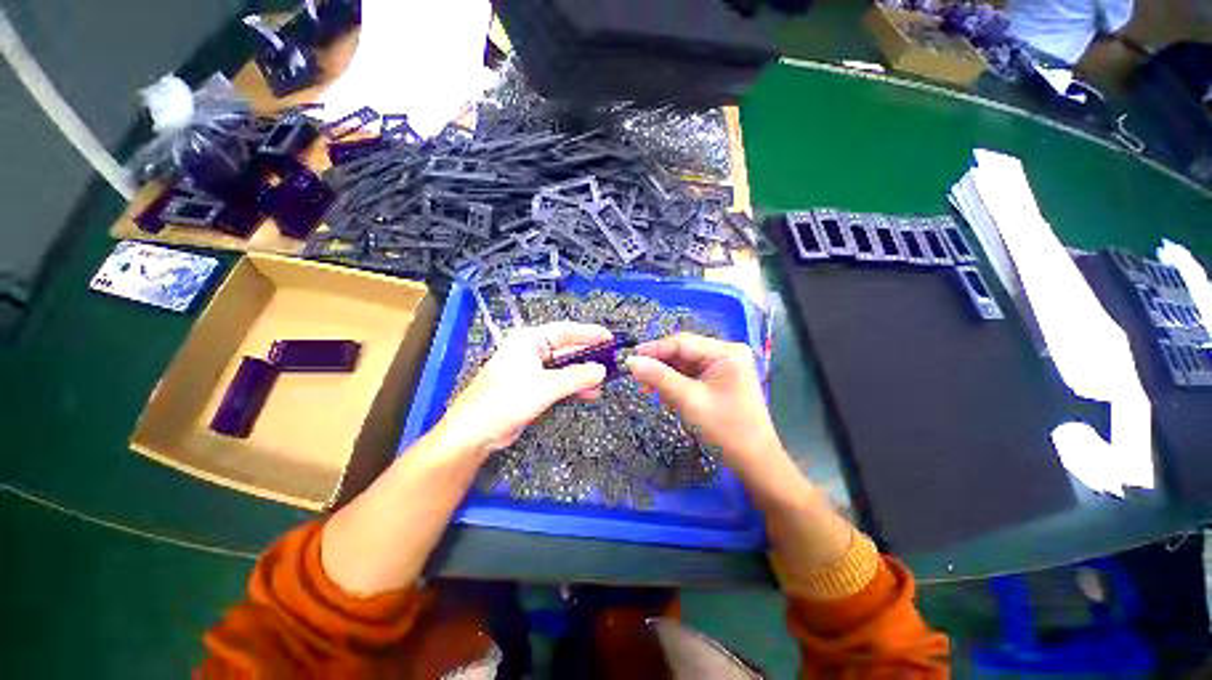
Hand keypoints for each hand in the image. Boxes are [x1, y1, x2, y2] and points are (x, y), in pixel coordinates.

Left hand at [436, 322, 611, 458]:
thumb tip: (601, 370)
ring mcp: (532, 371)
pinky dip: (573, 386)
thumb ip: (576, 377)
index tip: (609, 338)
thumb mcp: (545, 386)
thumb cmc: (505, 400)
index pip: (565, 331)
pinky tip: (589, 392)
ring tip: (604, 380)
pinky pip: (559, 382)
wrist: (475, 432)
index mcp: (529, 340)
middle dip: (588, 355)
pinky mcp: (532, 388)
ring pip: (564, 367)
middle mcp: (531, 351)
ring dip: (583, 373)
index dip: (589, 333)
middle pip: (566, 349)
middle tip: (611, 360)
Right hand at [625, 333, 781, 470]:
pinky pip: (692, 375)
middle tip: (636, 376)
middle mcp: (727, 353)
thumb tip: (631, 361)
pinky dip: (676, 383)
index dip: (654, 349)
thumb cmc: (725, 430)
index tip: (629, 358)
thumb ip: (659, 377)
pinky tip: (664, 395)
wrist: (754, 461)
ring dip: (666, 375)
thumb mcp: (689, 401)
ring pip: (686, 364)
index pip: (683, 343)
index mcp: (726, 353)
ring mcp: (725, 366)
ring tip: (648, 389)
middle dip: (660, 364)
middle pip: (684, 351)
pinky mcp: (721, 379)